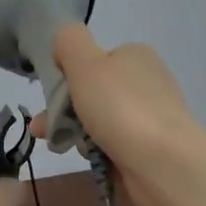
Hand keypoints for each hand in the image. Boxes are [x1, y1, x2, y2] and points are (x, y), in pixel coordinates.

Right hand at [31, 24, 200, 205]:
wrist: (162, 163)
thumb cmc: (120, 108)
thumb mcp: (85, 63)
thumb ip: (69, 42)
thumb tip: (64, 42)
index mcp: (136, 56)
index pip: (93, 61)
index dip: (68, 77)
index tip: (52, 96)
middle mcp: (147, 82)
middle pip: (93, 93)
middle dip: (64, 111)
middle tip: (43, 129)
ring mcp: (151, 116)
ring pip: (100, 121)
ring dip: (77, 134)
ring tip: (62, 147)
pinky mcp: (152, 148)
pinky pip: (114, 145)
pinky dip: (99, 152)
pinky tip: (91, 160)